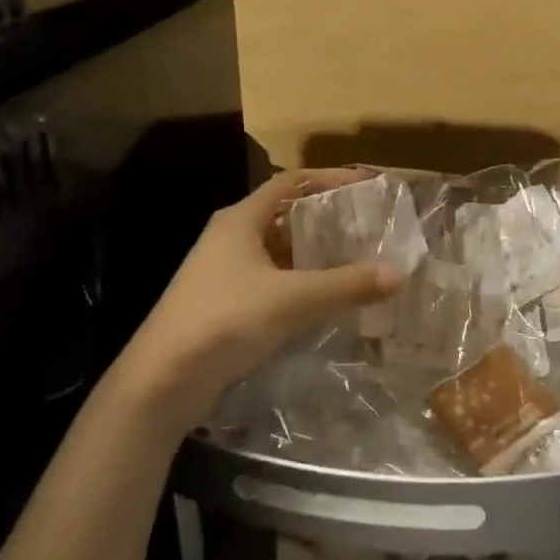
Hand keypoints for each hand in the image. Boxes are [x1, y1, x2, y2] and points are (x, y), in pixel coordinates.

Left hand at [109, 169, 403, 434]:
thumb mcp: (291, 299)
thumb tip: (398, 274)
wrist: (161, 381)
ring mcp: (225, 271)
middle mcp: (231, 237)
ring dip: (314, 253)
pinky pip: (272, 280)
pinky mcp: (225, 303)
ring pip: (279, 250)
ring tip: (356, 259)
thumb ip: (346, 285)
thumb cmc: (224, 320)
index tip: (365, 186)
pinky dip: (300, 282)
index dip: (328, 178)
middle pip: (286, 214)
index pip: (290, 181)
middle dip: (326, 218)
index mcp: (241, 219)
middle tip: (368, 226)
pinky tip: (325, 297)